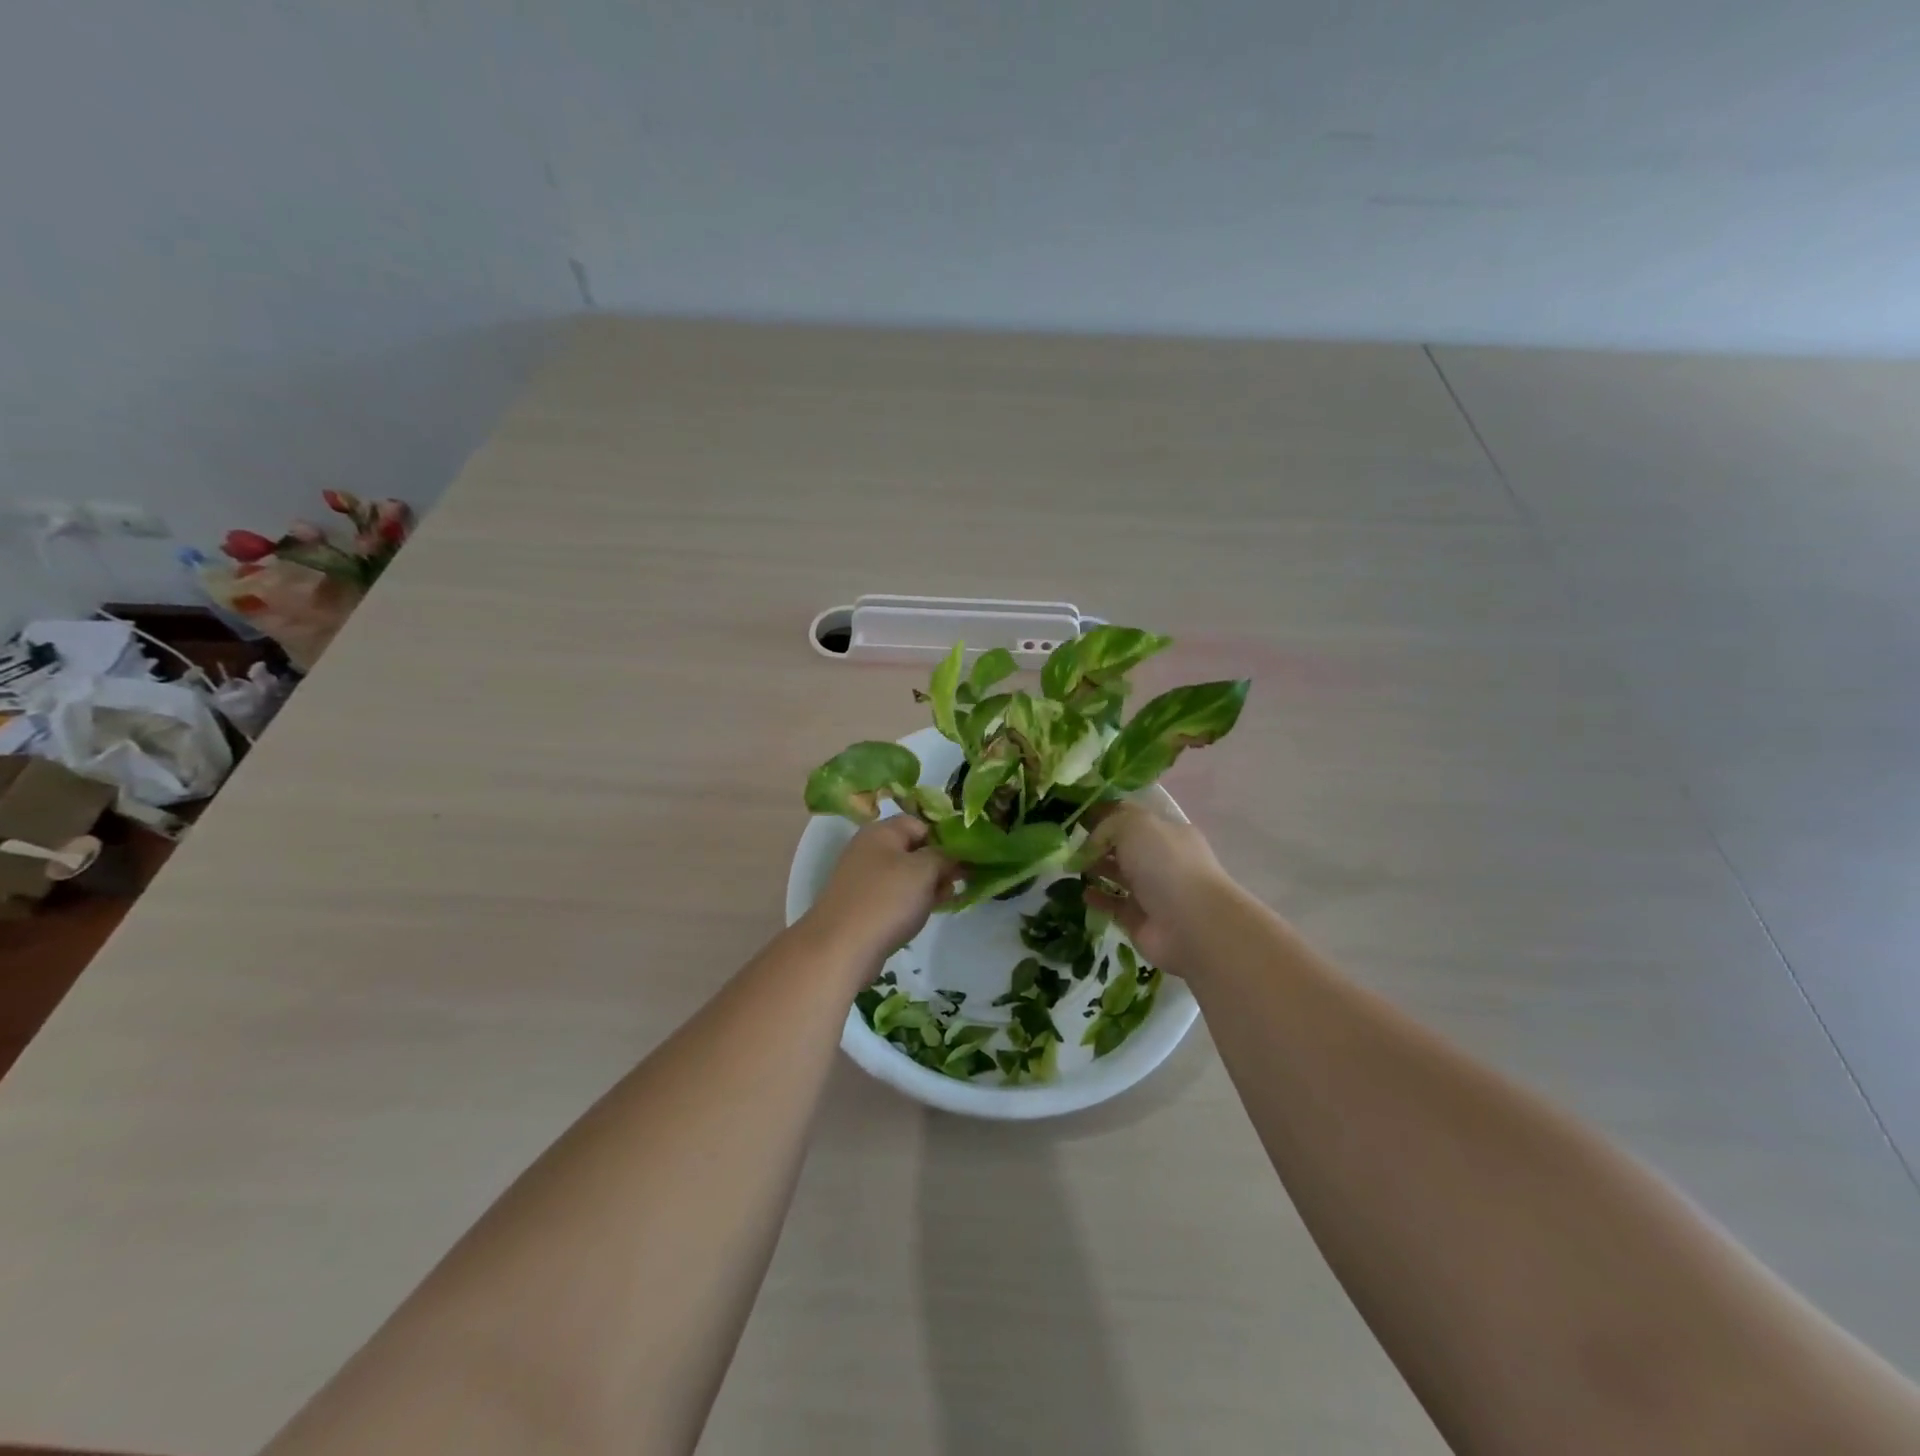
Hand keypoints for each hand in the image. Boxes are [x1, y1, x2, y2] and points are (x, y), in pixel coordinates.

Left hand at [804, 815, 955, 963]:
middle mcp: (868, 849)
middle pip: (912, 849)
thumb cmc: (887, 899)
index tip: (963, 859)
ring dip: (926, 884)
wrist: (842, 947)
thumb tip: (953, 856)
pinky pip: (893, 895)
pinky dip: (910, 900)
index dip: (943, 838)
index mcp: (881, 831)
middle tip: (958, 882)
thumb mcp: (924, 870)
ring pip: (904, 874)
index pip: (919, 823)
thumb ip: (944, 857)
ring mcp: (862, 878)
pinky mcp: (861, 904)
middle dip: (937, 864)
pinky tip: (925, 913)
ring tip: (946, 899)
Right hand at [1080, 802, 1232, 969]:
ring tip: (1070, 867)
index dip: (1104, 815)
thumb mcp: (1135, 825)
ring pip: (1118, 874)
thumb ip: (1108, 824)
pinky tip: (1082, 892)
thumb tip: (1092, 843)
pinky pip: (1113, 904)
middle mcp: (1161, 859)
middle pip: (1123, 846)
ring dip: (1095, 869)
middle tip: (1067, 844)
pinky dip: (1097, 897)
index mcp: (1166, 832)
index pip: (1131, 817)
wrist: (1191, 924)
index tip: (1075, 817)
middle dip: (1097, 843)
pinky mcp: (1139, 919)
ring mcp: (1152, 890)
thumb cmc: (1165, 865)